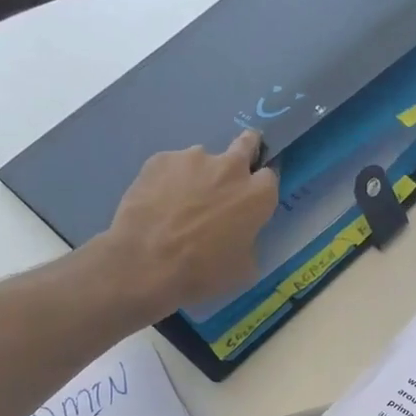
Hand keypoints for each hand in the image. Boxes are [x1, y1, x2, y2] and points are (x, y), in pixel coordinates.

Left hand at [97, 132, 278, 318]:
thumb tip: (240, 233)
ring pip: (203, 159)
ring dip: (199, 175)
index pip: (270, 177)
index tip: (251, 200)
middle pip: (247, 143)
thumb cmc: (203, 272)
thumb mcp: (243, 268)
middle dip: (245, 152)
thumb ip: (249, 240)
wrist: (146, 263)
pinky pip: (171, 166)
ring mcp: (193, 158)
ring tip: (179, 202)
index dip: (260, 189)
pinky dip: (169, 180)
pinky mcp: (160, 159)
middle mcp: (230, 167)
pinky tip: (157, 203)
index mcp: (257, 195)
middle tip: (230, 176)